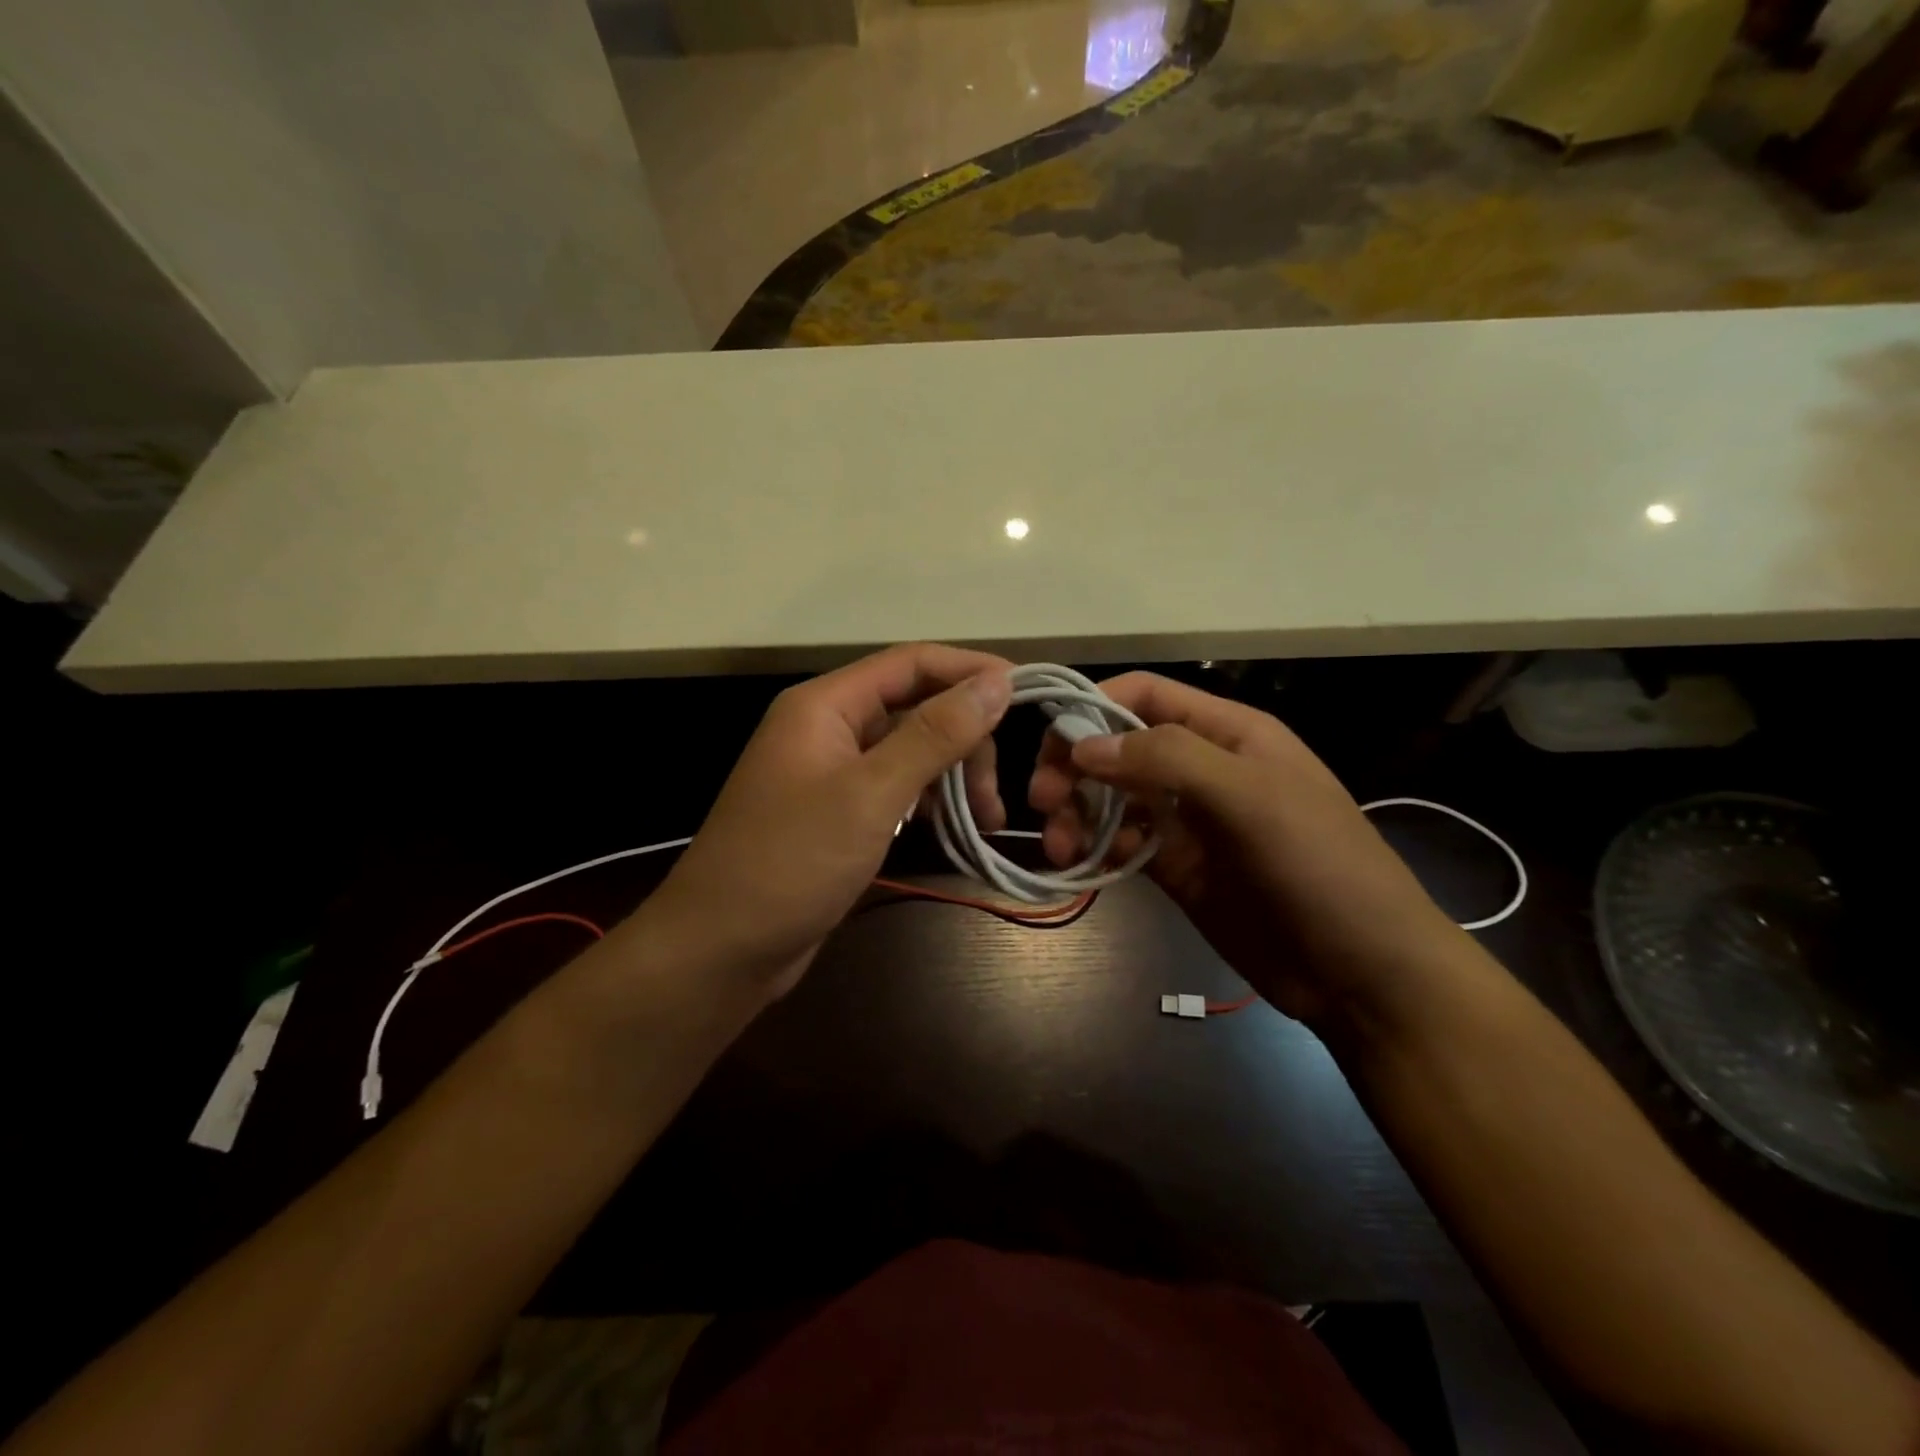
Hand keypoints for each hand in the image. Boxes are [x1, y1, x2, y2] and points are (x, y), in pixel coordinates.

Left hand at [649, 644, 1012, 998]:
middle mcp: (828, 728)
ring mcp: (831, 773)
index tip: (1026, 692)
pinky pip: (896, 788)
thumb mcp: (871, 794)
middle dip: (964, 741)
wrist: (721, 950)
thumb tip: (996, 682)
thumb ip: (935, 734)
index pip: (911, 663)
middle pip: (914, 709)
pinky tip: (956, 829)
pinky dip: (930, 802)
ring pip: (910, 752)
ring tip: (987, 821)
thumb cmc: (791, 862)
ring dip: (953, 776)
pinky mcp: (837, 813)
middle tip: (997, 795)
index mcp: (825, 705)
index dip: (969, 671)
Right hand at [1029, 673, 1460, 1026]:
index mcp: (1227, 733)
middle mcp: (1201, 768)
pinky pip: (1121, 844)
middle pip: (1118, 746)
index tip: (1052, 743)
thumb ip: (1169, 758)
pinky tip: (1077, 867)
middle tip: (1043, 802)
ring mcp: (1187, 821)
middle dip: (1075, 766)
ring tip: (1060, 849)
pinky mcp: (1176, 868)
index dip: (1094, 705)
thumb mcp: (1252, 797)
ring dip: (1077, 813)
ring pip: (1112, 798)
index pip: (1146, 695)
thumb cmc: (1320, 867)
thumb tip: (1084, 744)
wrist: (1364, 973)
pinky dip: (1093, 848)